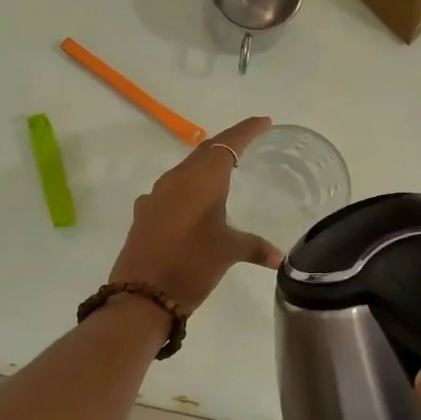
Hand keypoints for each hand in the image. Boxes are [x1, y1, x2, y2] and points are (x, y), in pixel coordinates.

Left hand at [109, 117, 284, 311]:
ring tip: (225, 172)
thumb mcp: (228, 252)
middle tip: (249, 143)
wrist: (141, 296)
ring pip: (186, 170)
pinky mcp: (145, 214)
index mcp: (201, 179)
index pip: (228, 144)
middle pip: (205, 152)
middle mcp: (176, 179)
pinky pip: (172, 190)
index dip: (247, 131)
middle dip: (228, 145)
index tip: (264, 122)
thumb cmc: (192, 265)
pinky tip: (195, 205)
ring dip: (205, 166)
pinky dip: (188, 189)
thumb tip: (279, 257)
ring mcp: (156, 196)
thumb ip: (255, 247)